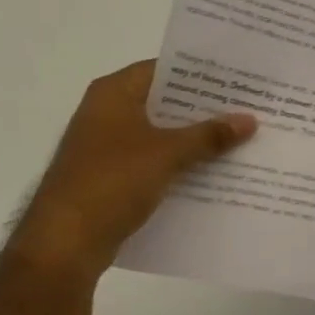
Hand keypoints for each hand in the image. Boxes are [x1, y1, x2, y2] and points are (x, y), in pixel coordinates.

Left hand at [13, 60, 256, 278]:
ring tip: (240, 138)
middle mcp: (107, 112)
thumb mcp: (168, 154)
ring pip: (160, 134)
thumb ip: (209, 135)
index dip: (201, 73)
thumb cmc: (112, 182)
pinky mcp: (110, 178)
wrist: (64, 244)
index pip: (164, 69)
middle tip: (247, 107)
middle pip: (164, 102)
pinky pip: (153, 162)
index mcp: (114, 93)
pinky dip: (179, 165)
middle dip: (204, 109)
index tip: (237, 78)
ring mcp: (106, 147)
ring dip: (194, 139)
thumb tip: (250, 119)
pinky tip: (213, 173)